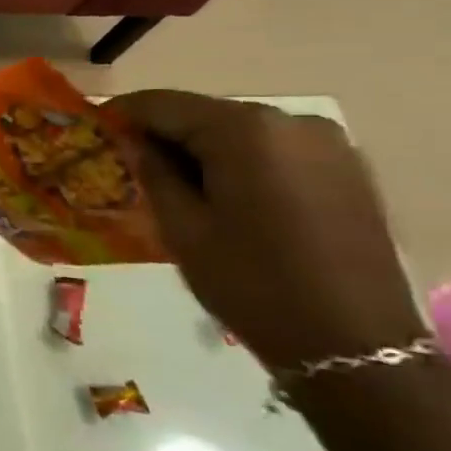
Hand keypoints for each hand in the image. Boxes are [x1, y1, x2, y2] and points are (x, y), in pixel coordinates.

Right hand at [104, 91, 424, 369]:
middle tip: (132, 166)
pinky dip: (242, 163)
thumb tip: (130, 139)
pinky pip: (275, 150)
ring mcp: (327, 142)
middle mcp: (290, 120)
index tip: (95, 131)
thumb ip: (151, 170)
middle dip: (165, 135)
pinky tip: (228, 198)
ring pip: (240, 132)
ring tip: (178, 187)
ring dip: (204, 150)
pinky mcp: (347, 168)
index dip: (123, 114)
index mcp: (244, 130)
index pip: (163, 103)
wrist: (355, 347)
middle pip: (204, 114)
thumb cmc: (253, 284)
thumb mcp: (183, 229)